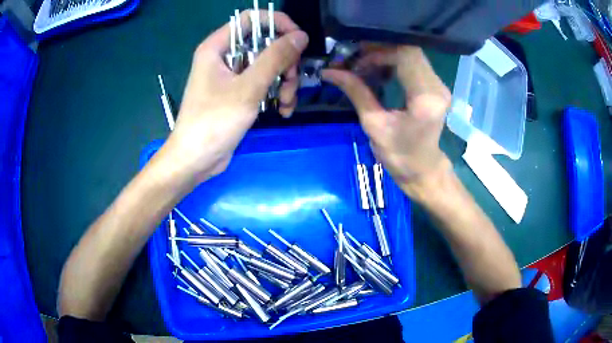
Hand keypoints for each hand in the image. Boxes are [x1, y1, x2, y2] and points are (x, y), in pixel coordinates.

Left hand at [161, 11, 308, 182]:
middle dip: (284, 62)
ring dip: (284, 82)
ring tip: (286, 104)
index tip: (299, 40)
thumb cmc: (214, 122)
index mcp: (217, 47)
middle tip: (291, 82)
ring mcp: (231, 76)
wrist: (196, 160)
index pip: (251, 19)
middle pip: (264, 43)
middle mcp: (224, 57)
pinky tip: (283, 111)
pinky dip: (276, 94)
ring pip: (268, 65)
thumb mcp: (247, 88)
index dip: (277, 23)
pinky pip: (263, 83)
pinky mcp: (238, 93)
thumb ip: (275, 58)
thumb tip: (301, 36)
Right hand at [322, 45, 450, 198]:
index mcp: (425, 98)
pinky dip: (393, 61)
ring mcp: (439, 85)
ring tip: (364, 64)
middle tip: (356, 58)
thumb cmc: (399, 155)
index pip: (405, 56)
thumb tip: (329, 71)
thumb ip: (356, 92)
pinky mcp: (435, 87)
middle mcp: (437, 87)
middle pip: (410, 50)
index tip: (357, 62)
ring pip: (411, 54)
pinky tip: (378, 69)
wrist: (422, 169)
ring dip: (386, 54)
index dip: (378, 52)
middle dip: (380, 50)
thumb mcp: (373, 124)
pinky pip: (414, 63)